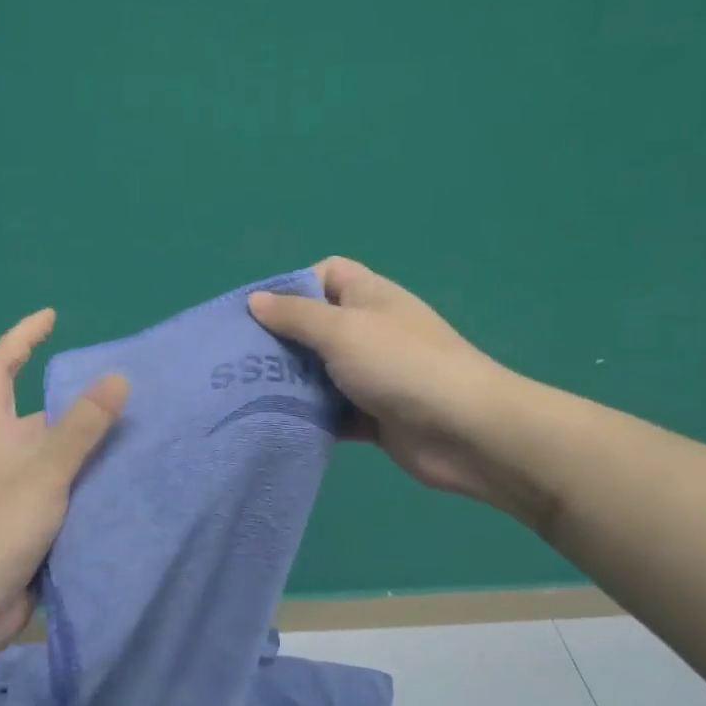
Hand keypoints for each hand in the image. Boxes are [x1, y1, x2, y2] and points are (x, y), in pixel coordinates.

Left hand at [0, 309, 128, 666]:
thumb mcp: (45, 469)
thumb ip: (83, 426)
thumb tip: (118, 379)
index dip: (21, 337)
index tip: (52, 319)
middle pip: (34, 412)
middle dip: (74, 401)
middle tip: (124, 393)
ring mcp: (8, 489)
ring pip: (52, 455)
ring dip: (86, 446)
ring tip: (136, 435)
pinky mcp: (23, 522)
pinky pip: (60, 489)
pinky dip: (85, 482)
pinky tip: (122, 484)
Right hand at [249, 258, 538, 515]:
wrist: (464, 431)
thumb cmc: (401, 365)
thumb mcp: (342, 330)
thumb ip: (296, 316)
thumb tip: (255, 299)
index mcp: (369, 297)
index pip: (326, 274)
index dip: (293, 286)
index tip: (261, 314)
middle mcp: (370, 331)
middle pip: (316, 327)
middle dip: (280, 341)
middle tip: (241, 361)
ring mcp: (373, 375)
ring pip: (320, 372)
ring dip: (291, 383)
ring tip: (248, 394)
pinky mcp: (373, 416)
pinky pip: (332, 411)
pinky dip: (310, 416)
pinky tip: (279, 423)